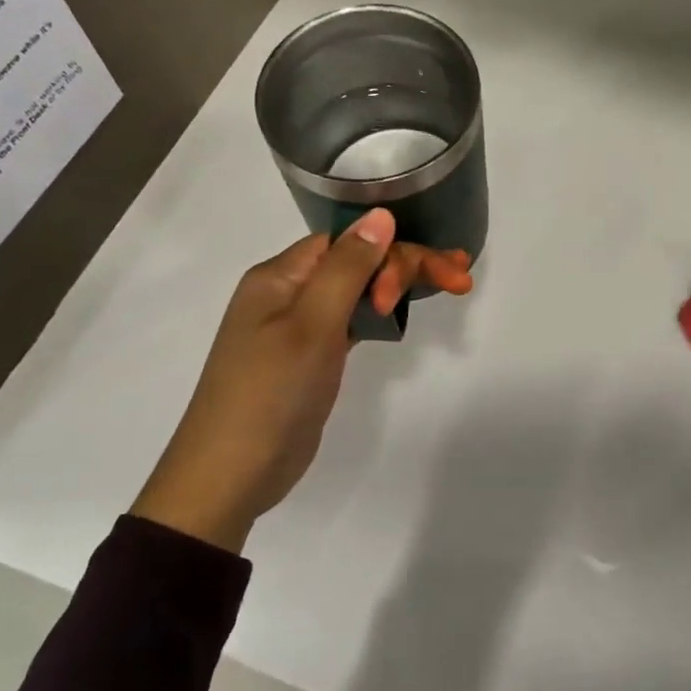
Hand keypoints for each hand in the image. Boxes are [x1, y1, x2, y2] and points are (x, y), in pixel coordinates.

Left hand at [130, 209, 472, 550]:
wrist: (230, 475)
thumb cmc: (270, 393)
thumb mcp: (312, 324)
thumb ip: (348, 268)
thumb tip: (381, 214)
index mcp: (280, 276)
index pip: (348, 242)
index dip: (394, 250)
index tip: (436, 275)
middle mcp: (287, 293)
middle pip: (356, 263)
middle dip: (408, 266)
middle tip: (460, 281)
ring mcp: (297, 327)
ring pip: (356, 291)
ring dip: (398, 287)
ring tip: (449, 287)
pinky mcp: (310, 358)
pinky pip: (349, 320)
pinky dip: (379, 314)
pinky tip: (400, 314)